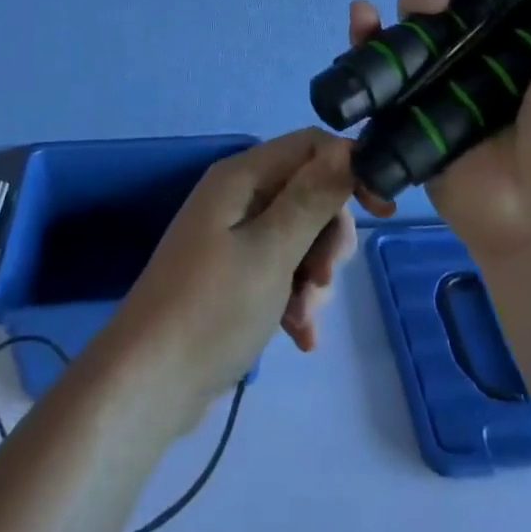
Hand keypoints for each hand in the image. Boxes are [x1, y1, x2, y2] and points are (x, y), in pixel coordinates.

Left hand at [101, 129, 360, 423]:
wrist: (148, 386)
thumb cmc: (212, 309)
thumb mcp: (272, 251)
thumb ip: (313, 197)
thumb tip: (348, 147)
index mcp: (241, 176)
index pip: (311, 145)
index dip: (349, 168)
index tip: (382, 209)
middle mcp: (237, 196)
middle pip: (308, 193)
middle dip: (327, 237)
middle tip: (323, 278)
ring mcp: (232, 236)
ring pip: (298, 236)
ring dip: (312, 276)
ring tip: (303, 317)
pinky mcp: (231, 274)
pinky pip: (279, 269)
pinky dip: (294, 297)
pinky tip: (299, 336)